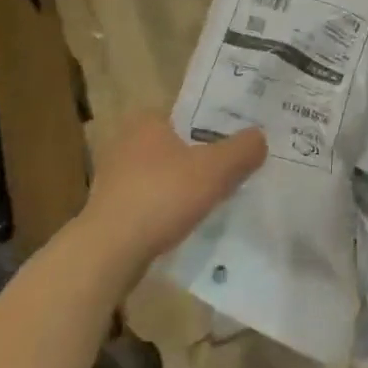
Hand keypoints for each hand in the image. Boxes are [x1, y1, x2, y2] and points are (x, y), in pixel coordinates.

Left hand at [80, 113, 266, 269]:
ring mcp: (114, 177)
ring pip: (164, 174)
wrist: (107, 254)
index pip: (190, 113)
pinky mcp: (110, 210)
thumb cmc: (161, 197)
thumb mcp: (216, 169)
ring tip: (215, 197)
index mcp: (148, 120)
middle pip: (178, 144)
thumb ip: (243, 150)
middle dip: (202, 156)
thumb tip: (260, 138)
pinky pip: (150, 200)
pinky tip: (186, 222)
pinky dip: (168, 208)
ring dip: (184, 185)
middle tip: (233, 168)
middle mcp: (126, 141)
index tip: (237, 139)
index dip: (216, 125)